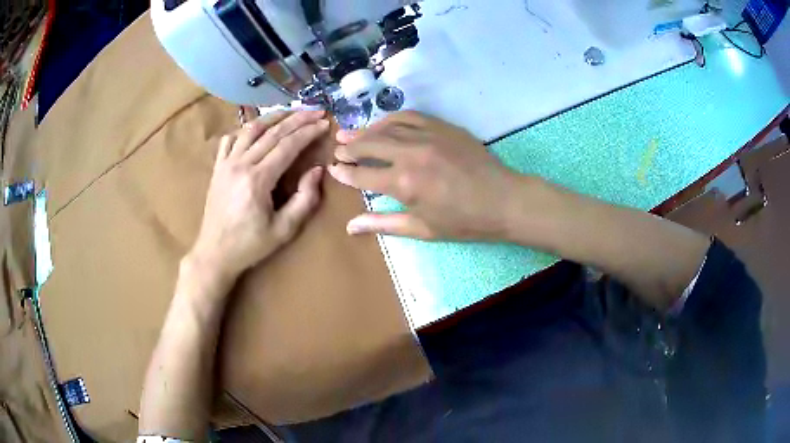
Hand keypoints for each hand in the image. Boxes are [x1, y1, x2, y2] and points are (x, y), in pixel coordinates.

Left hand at [189, 110, 329, 279]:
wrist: (214, 253)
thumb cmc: (250, 245)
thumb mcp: (284, 230)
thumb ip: (304, 199)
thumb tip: (317, 170)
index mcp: (258, 180)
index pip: (287, 146)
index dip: (308, 132)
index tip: (324, 123)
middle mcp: (241, 165)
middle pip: (272, 132)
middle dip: (297, 119)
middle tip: (316, 111)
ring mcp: (226, 163)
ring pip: (251, 129)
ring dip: (273, 117)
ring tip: (291, 112)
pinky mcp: (217, 167)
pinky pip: (230, 139)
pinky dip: (245, 129)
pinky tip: (256, 129)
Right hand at [328, 111, 534, 240]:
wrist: (503, 200)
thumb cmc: (463, 222)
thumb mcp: (422, 229)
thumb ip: (383, 224)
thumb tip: (350, 227)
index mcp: (403, 184)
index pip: (362, 175)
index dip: (344, 172)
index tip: (333, 168)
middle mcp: (410, 154)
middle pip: (369, 145)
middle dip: (349, 147)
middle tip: (337, 147)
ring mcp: (428, 136)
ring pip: (387, 127)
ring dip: (366, 130)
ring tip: (350, 132)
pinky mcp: (442, 126)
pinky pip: (410, 116)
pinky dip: (391, 118)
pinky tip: (383, 123)